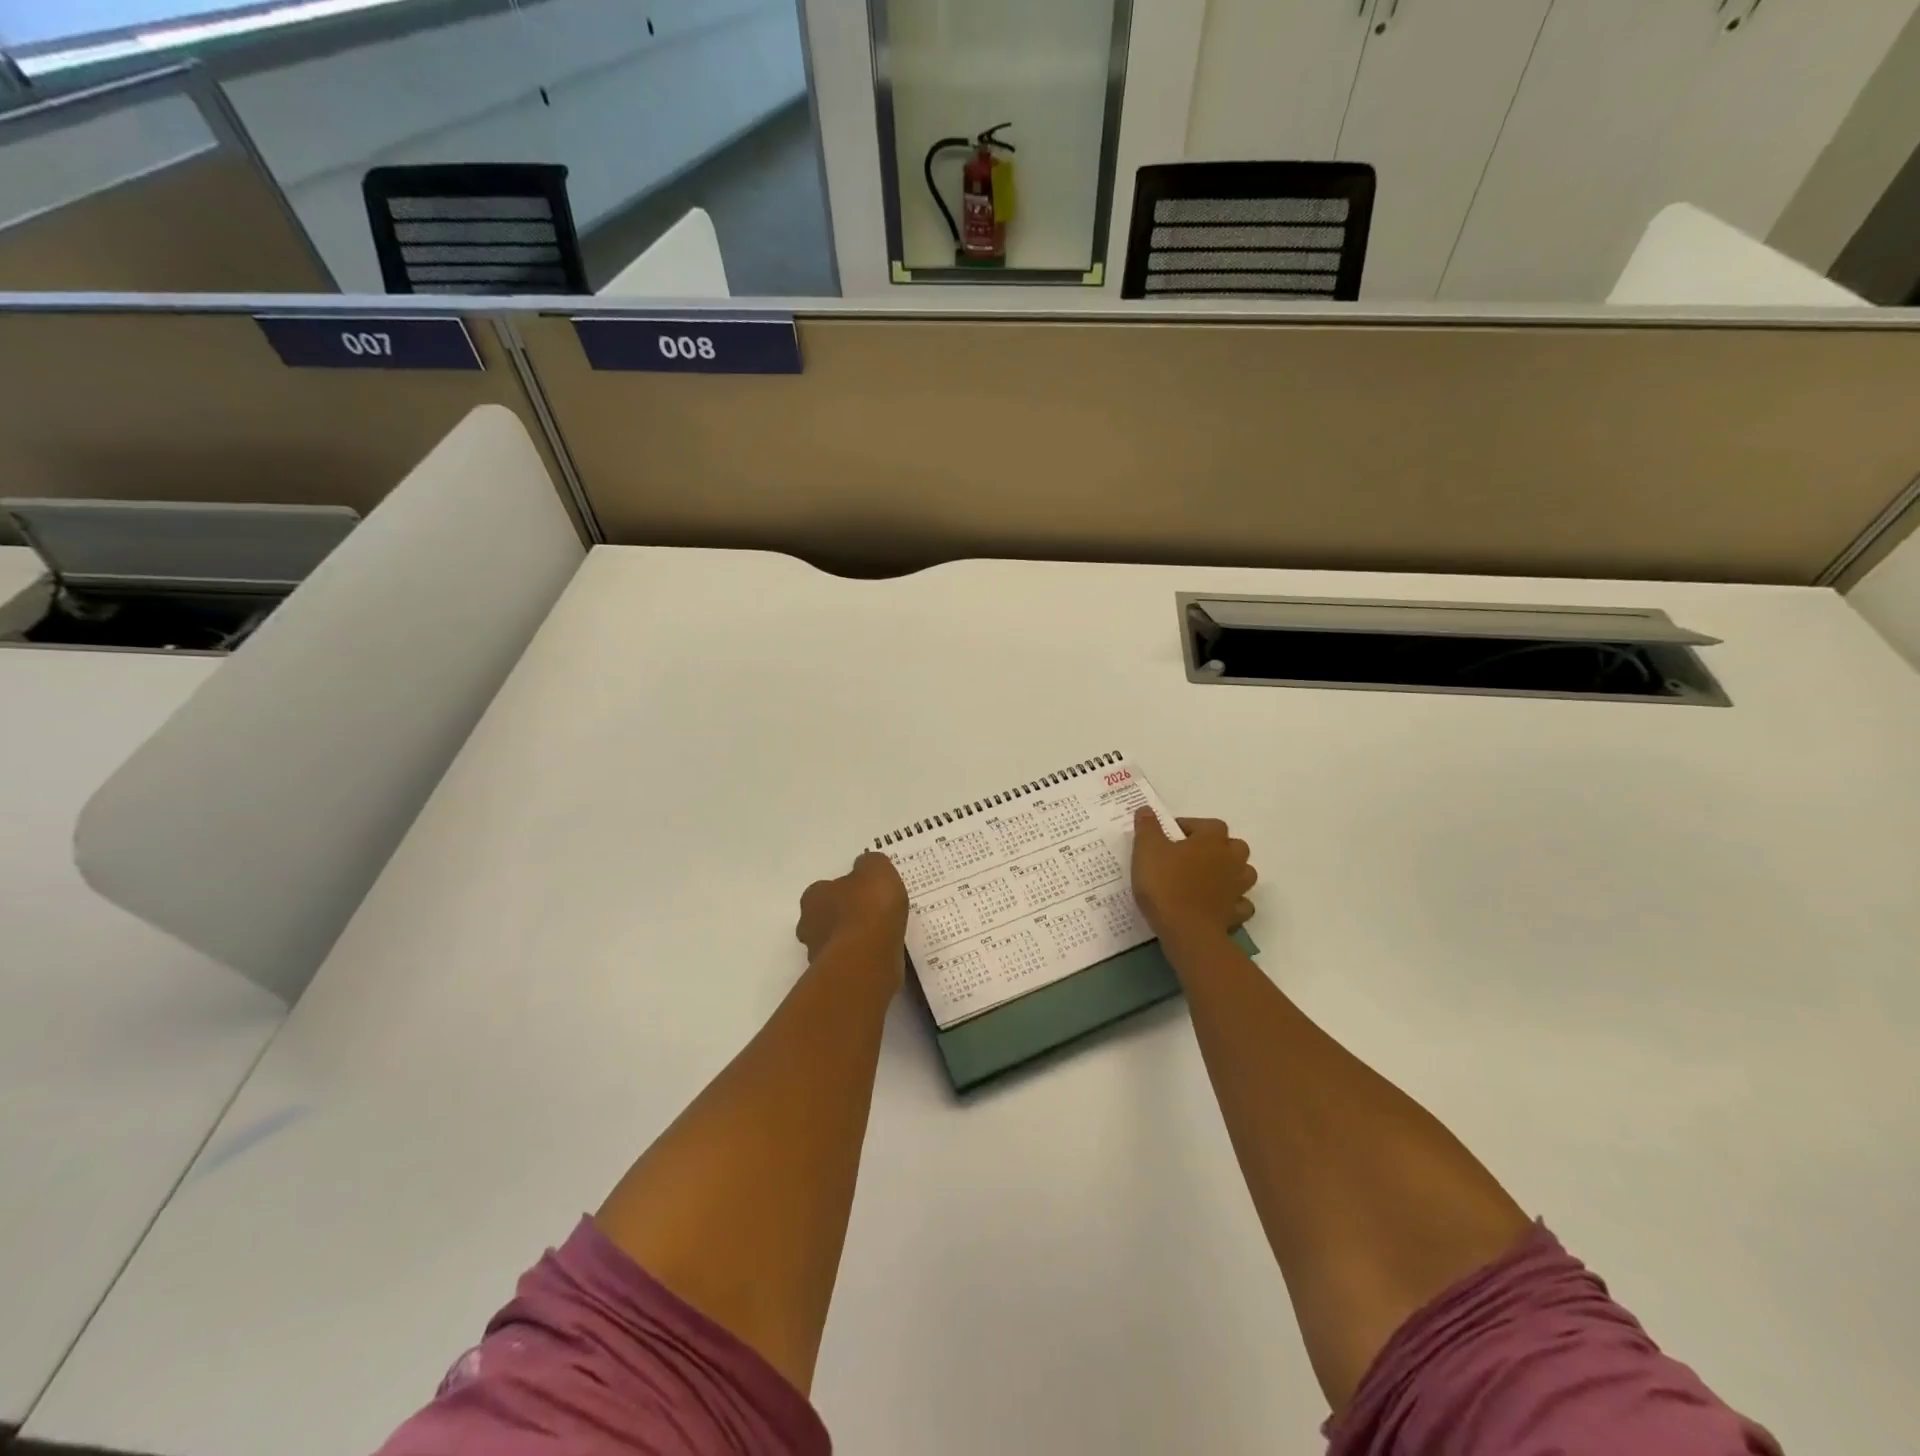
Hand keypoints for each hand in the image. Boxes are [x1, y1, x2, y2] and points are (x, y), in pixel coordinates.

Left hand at [796, 852, 908, 966]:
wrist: (867, 960)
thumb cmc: (868, 908)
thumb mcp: (876, 869)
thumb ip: (870, 864)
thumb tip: (866, 867)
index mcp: (813, 897)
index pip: (824, 890)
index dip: (846, 890)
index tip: (866, 893)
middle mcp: (809, 926)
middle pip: (826, 918)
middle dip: (845, 918)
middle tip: (874, 916)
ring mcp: (819, 957)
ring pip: (837, 944)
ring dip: (855, 941)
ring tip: (883, 938)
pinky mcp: (835, 980)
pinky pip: (851, 965)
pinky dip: (864, 961)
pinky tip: (884, 958)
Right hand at [1131, 809, 1256, 940]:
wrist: (1187, 931)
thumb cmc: (1166, 883)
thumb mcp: (1147, 849)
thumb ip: (1147, 827)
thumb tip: (1145, 809)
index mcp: (1212, 840)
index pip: (1209, 824)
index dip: (1190, 826)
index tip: (1170, 835)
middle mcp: (1231, 860)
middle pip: (1235, 846)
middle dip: (1218, 847)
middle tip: (1193, 855)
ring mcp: (1238, 888)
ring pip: (1244, 873)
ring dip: (1231, 872)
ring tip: (1208, 878)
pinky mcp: (1236, 914)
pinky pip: (1241, 904)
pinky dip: (1232, 902)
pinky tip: (1217, 905)